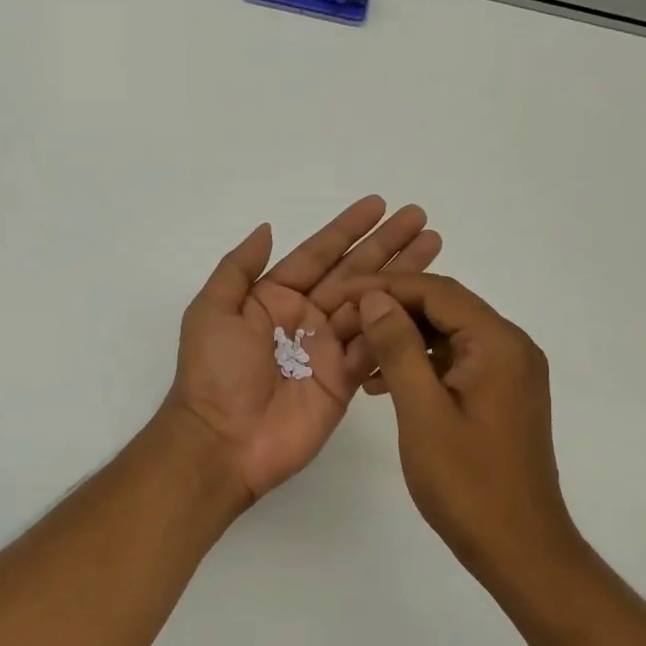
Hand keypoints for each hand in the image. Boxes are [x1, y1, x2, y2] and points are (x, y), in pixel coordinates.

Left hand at [168, 197, 440, 500]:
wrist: (223, 441)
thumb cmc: (214, 372)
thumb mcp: (212, 310)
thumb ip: (239, 268)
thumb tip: (267, 228)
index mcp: (274, 298)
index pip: (318, 254)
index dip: (347, 229)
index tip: (378, 204)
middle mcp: (305, 317)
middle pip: (353, 272)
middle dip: (386, 245)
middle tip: (420, 218)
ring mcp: (328, 348)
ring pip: (372, 303)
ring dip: (402, 277)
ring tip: (433, 246)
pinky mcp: (346, 379)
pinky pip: (376, 345)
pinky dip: (398, 323)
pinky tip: (425, 298)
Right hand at [352, 274, 578, 581]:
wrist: (519, 549)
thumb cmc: (468, 483)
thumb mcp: (423, 411)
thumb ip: (398, 348)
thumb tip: (376, 298)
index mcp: (498, 343)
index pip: (437, 292)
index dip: (384, 287)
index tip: (339, 296)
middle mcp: (511, 347)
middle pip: (443, 309)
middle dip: (390, 312)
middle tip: (342, 326)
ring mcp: (509, 372)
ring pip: (446, 336)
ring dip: (401, 340)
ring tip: (355, 357)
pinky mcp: (500, 395)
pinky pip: (455, 363)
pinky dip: (419, 365)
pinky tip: (382, 384)